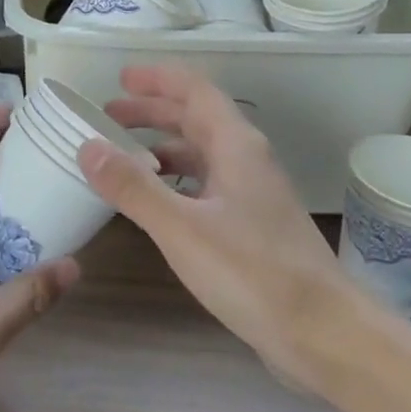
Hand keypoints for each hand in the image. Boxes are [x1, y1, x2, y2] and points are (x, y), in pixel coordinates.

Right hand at [77, 65, 357, 376]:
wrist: (324, 334)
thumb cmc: (253, 272)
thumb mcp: (182, 228)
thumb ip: (133, 187)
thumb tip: (86, 145)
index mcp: (236, 146)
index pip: (195, 91)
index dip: (158, 79)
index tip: (120, 77)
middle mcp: (247, 161)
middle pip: (197, 119)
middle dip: (152, 111)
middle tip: (107, 116)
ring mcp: (253, 195)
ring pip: (202, 154)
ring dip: (163, 147)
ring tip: (122, 157)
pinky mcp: (252, 227)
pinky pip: (206, 186)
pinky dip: (176, 181)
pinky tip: (156, 203)